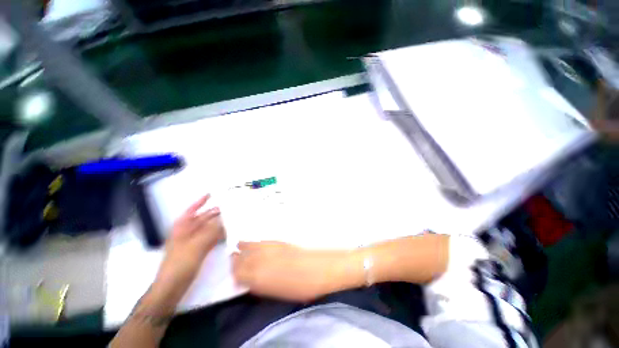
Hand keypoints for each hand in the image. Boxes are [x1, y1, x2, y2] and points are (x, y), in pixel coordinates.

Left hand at [155, 195, 223, 295]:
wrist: (172, 286)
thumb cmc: (180, 263)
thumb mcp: (197, 245)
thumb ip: (211, 231)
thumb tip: (224, 220)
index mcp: (182, 228)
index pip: (191, 210)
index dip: (200, 202)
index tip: (210, 194)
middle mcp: (187, 233)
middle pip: (202, 219)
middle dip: (214, 213)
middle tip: (229, 208)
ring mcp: (193, 242)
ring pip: (207, 229)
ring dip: (218, 224)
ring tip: (232, 218)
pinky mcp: (197, 251)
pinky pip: (209, 239)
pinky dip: (217, 235)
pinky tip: (227, 233)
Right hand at [232, 241, 341, 301]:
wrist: (319, 267)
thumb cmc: (300, 287)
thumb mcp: (277, 292)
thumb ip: (260, 285)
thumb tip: (251, 280)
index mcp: (257, 278)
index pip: (237, 273)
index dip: (234, 272)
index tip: (234, 272)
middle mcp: (259, 260)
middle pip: (240, 258)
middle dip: (236, 259)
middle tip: (234, 258)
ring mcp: (269, 248)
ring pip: (249, 245)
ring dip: (244, 248)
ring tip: (239, 246)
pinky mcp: (278, 240)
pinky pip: (261, 241)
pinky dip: (255, 242)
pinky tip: (255, 242)